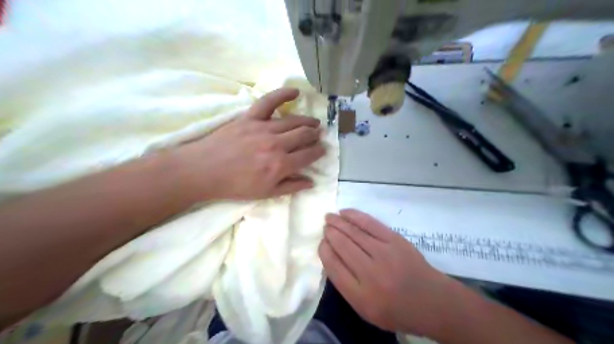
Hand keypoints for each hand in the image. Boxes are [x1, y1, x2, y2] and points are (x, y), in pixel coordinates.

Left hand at [169, 87, 322, 200]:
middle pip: (304, 135)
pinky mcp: (250, 117)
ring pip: (293, 121)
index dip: (318, 152)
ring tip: (314, 123)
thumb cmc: (236, 185)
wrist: (204, 171)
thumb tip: (311, 182)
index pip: (308, 155)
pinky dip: (283, 94)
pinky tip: (296, 92)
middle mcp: (276, 144)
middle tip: (318, 136)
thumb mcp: (266, 193)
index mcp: (281, 165)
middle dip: (315, 136)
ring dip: (307, 121)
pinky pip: (269, 102)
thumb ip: (291, 187)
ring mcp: (263, 128)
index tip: (323, 150)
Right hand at [321, 208, 453, 337]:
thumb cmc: (397, 310)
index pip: (333, 266)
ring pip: (354, 232)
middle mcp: (370, 273)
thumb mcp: (366, 309)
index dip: (324, 250)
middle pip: (342, 246)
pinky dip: (355, 216)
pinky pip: (370, 223)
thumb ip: (346, 286)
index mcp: (360, 296)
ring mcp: (384, 253)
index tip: (321, 242)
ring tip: (329, 217)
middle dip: (330, 233)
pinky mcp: (395, 240)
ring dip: (338, 222)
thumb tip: (331, 256)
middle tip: (324, 227)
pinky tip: (344, 212)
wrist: (432, 301)